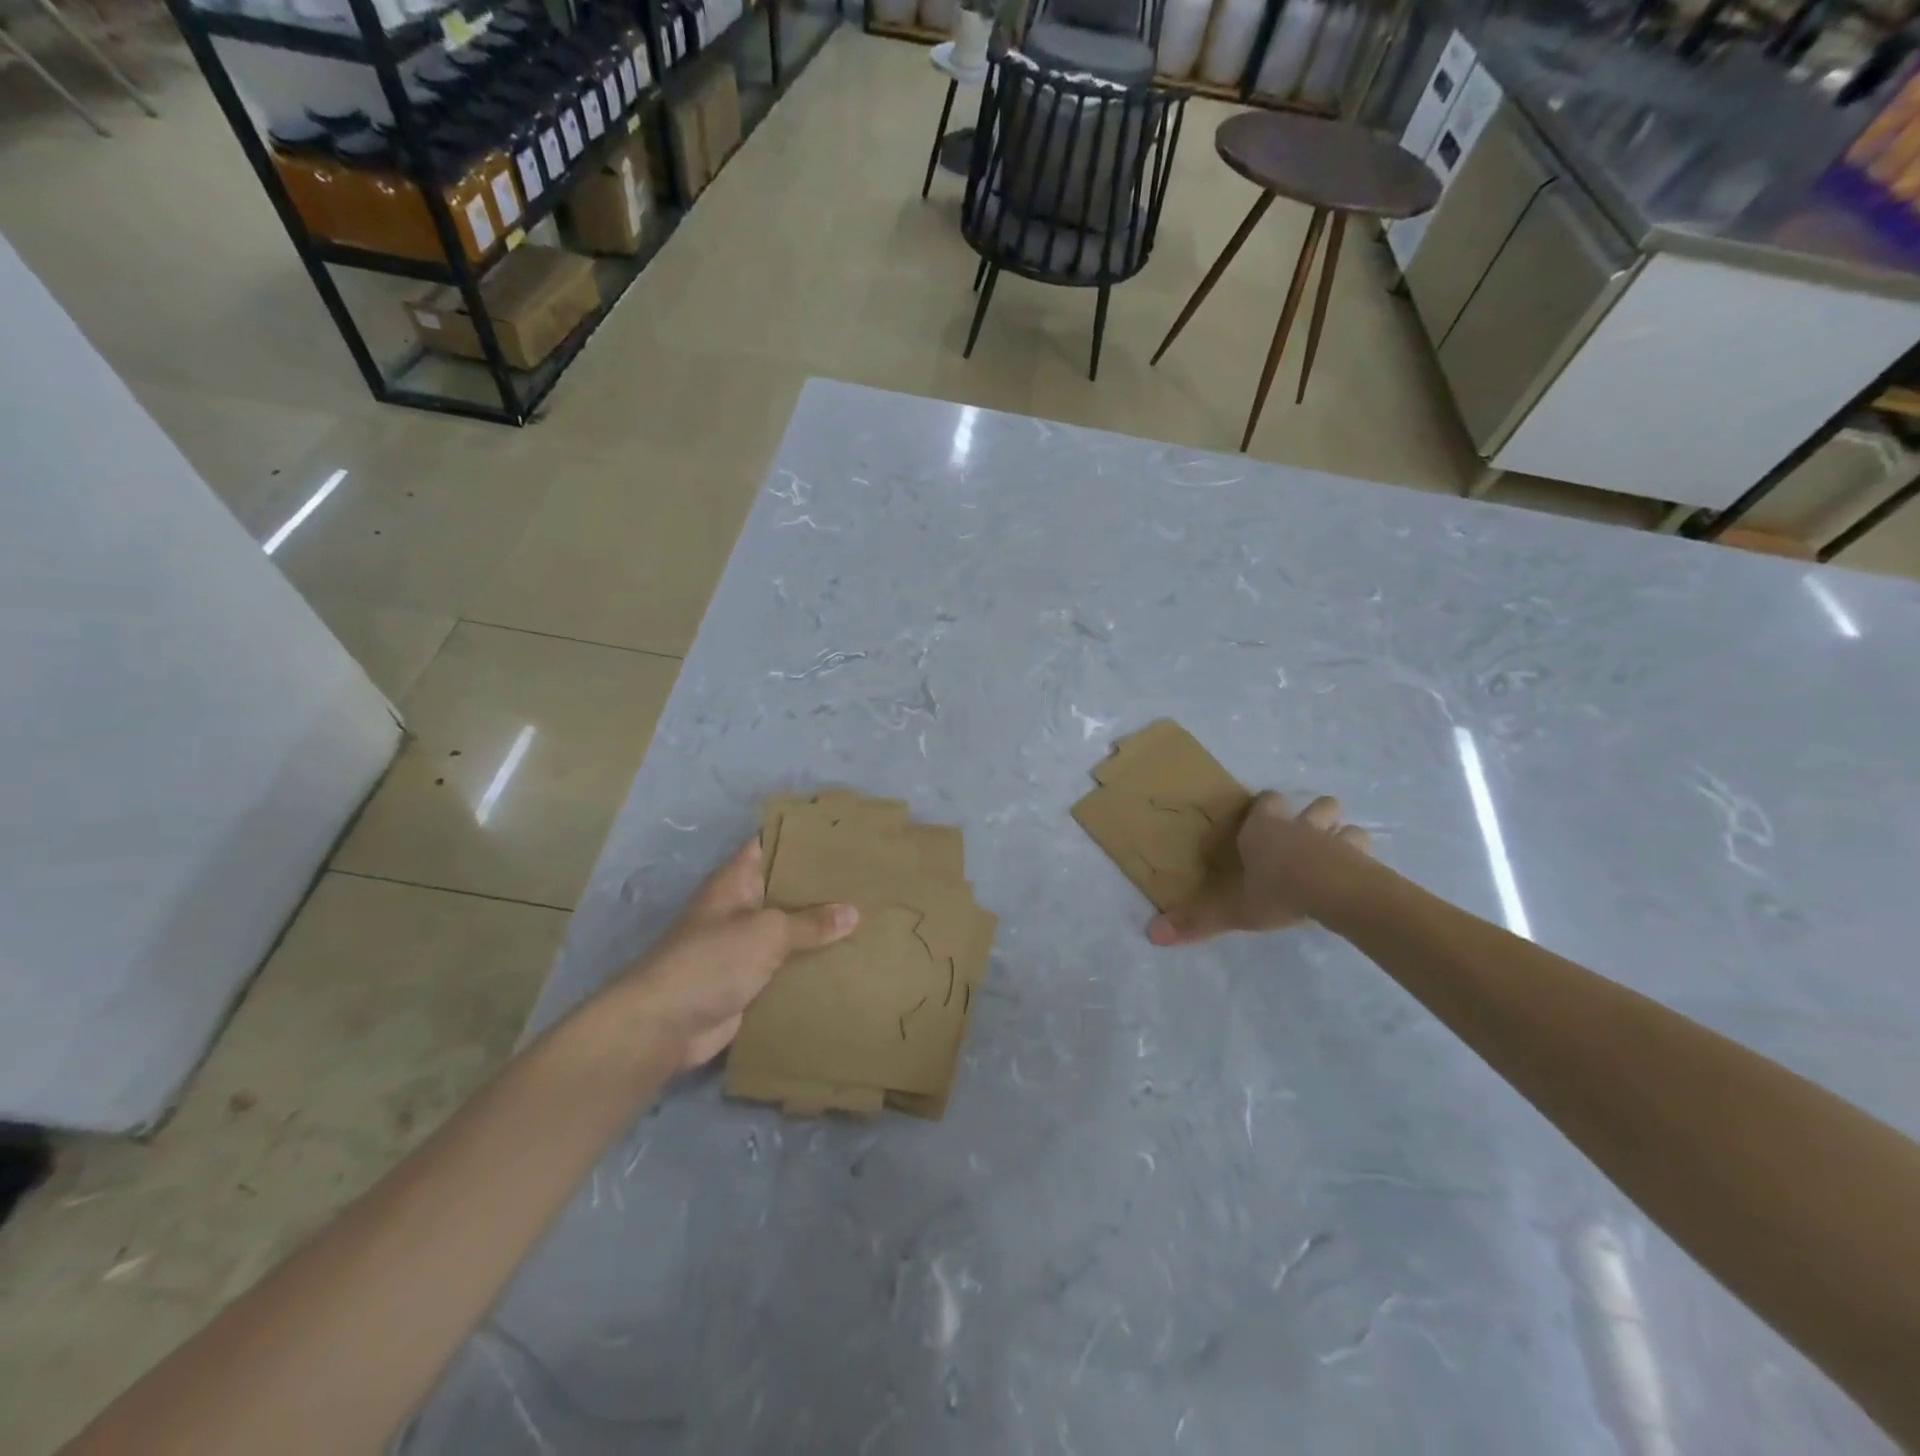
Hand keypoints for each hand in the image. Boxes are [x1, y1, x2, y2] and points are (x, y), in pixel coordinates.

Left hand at [609, 839, 857, 1068]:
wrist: (666, 1026)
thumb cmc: (713, 960)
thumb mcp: (767, 931)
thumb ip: (810, 922)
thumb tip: (853, 913)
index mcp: (735, 881)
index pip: (769, 844)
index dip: (799, 835)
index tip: (838, 832)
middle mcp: (739, 908)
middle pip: (783, 888)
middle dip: (819, 884)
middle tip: (866, 876)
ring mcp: (743, 946)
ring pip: (788, 929)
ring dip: (818, 928)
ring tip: (867, 914)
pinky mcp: (748, 980)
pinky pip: (786, 964)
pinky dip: (810, 963)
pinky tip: (846, 958)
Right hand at [1148, 792, 1374, 945]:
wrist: (1333, 892)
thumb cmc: (1275, 890)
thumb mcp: (1231, 909)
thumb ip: (1196, 920)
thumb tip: (1151, 934)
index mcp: (1265, 828)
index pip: (1267, 801)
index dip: (1265, 808)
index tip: (1261, 822)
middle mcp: (1301, 826)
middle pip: (1318, 805)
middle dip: (1316, 816)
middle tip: (1307, 836)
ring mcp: (1337, 840)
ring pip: (1348, 826)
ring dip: (1344, 837)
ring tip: (1337, 856)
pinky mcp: (1363, 861)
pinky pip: (1366, 855)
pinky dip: (1363, 864)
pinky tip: (1359, 880)